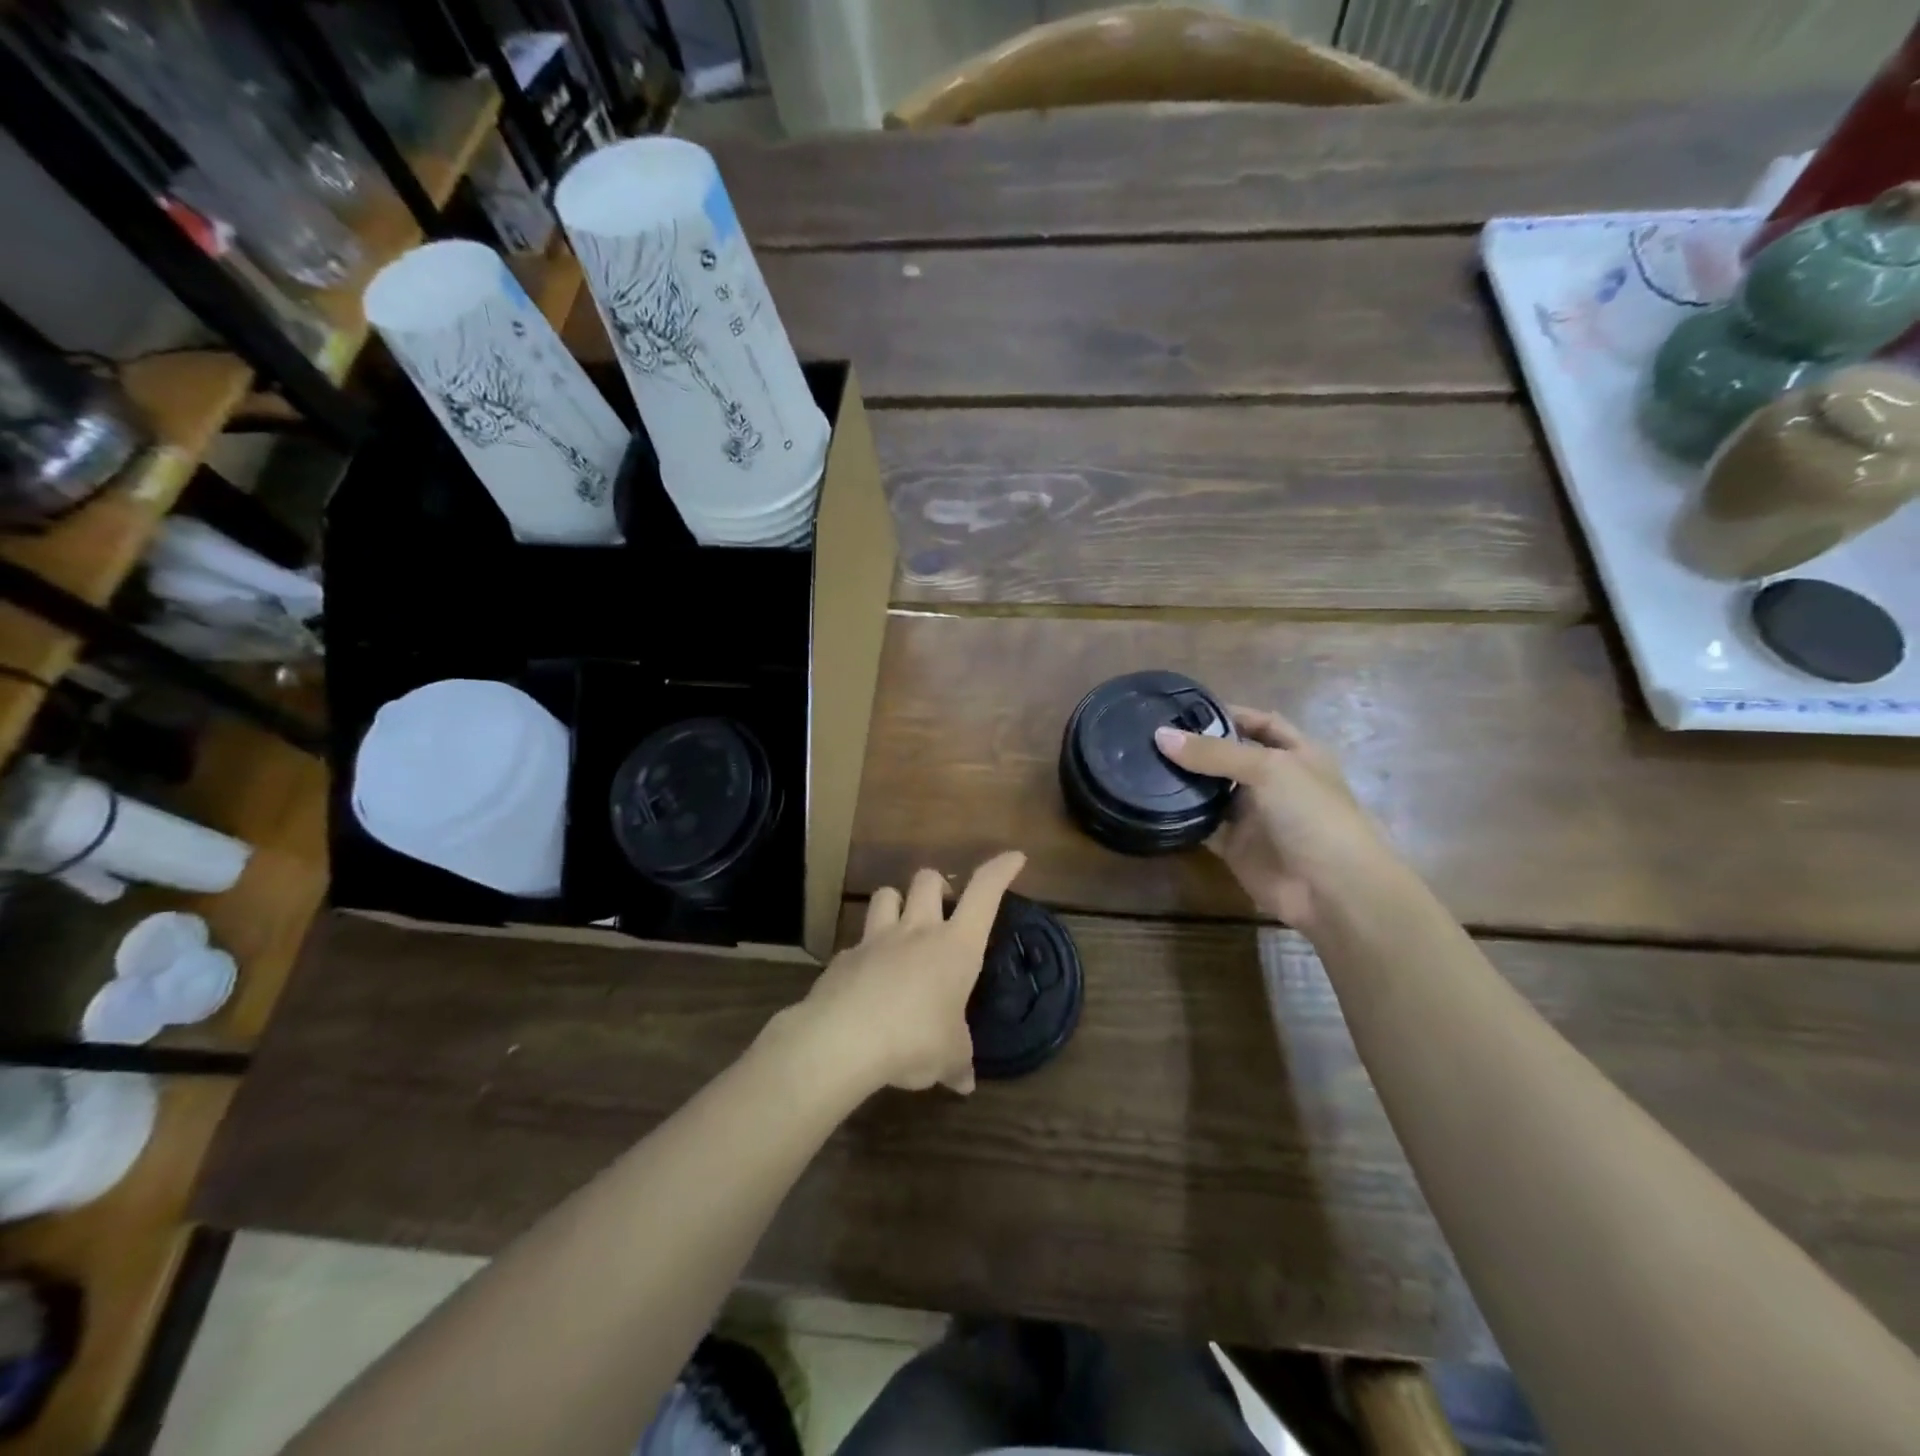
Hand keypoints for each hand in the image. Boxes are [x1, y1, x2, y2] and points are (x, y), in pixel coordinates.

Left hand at [790, 852, 1026, 1095]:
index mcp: (955, 946)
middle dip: (938, 884)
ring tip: (901, 927)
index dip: (1000, 870)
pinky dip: (865, 953)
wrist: (843, 1039)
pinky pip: (858, 942)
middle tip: (943, 907)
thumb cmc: (914, 1040)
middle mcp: (917, 931)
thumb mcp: (948, 1056)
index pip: (984, 893)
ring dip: (896, 903)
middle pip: (928, 879)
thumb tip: (965, 1082)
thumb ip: (958, 1062)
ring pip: (886, 894)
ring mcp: (876, 939)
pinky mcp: (844, 957)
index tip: (1014, 858)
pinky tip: (866, 979)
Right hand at [1154, 707, 1395, 932]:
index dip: (1230, 713)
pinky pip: (1203, 826)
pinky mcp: (1236, 847)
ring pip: (1213, 792)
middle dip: (1197, 747)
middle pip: (1230, 757)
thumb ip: (1214, 753)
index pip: (1261, 723)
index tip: (1185, 709)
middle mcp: (1274, 782)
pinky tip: (1152, 802)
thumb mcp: (1268, 770)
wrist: (1333, 890)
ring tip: (1142, 763)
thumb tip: (1160, 735)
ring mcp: (1254, 816)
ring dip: (1185, 781)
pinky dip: (1182, 817)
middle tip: (1150, 736)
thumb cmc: (1312, 815)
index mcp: (1296, 754)